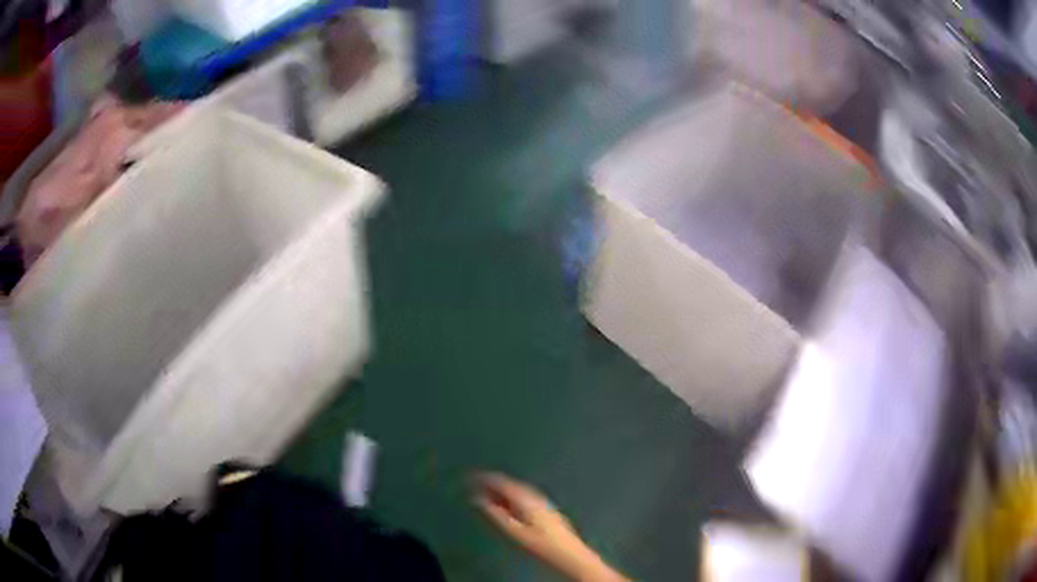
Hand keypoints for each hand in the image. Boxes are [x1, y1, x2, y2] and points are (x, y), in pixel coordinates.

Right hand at [472, 472, 627, 580]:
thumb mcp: (514, 531)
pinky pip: (524, 496)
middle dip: (493, 484)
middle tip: (476, 486)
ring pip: (518, 490)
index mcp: (526, 498)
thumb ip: (495, 514)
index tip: (470, 477)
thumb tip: (477, 499)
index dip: (485, 478)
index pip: (502, 482)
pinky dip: (511, 497)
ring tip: (487, 495)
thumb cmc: (540, 544)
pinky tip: (508, 506)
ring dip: (502, 491)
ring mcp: (543, 502)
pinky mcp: (547, 509)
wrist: (570, 554)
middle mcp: (535, 496)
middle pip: (511, 484)